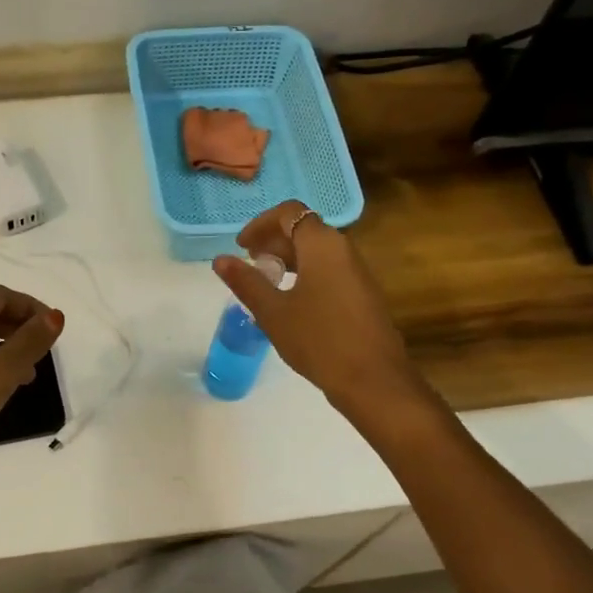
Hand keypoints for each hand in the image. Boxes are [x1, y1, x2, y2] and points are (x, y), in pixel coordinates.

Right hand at [212, 203, 420, 418]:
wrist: (372, 379)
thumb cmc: (318, 339)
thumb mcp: (273, 312)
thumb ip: (246, 282)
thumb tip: (220, 260)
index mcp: (322, 245)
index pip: (289, 213)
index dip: (260, 224)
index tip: (241, 247)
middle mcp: (343, 250)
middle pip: (304, 229)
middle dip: (273, 241)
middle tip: (249, 265)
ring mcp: (357, 272)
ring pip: (317, 252)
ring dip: (288, 259)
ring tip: (266, 282)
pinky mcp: (361, 294)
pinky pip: (328, 270)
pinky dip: (304, 274)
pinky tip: (290, 302)